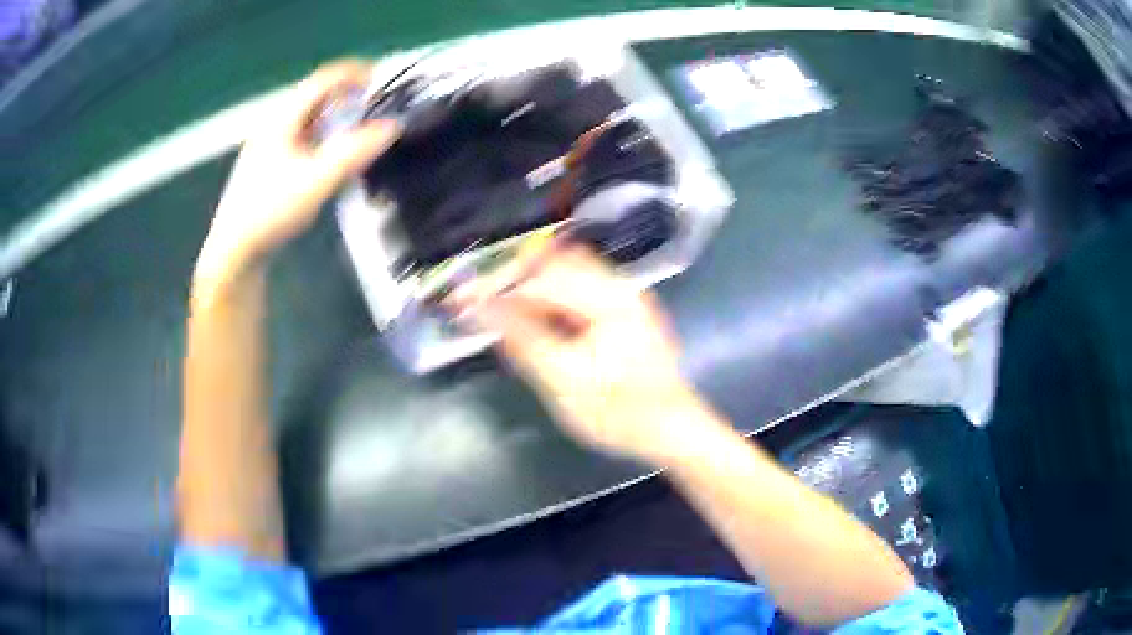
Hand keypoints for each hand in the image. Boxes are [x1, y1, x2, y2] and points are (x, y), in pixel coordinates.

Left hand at [197, 59, 398, 279]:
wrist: (234, 251)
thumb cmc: (271, 212)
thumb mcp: (317, 180)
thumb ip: (356, 151)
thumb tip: (391, 127)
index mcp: (282, 119)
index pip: (323, 80)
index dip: (353, 73)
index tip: (381, 79)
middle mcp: (273, 125)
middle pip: (315, 97)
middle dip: (347, 96)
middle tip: (374, 105)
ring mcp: (268, 146)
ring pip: (308, 119)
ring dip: (335, 118)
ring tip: (359, 129)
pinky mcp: (267, 167)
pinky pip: (301, 138)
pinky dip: (323, 137)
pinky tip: (331, 156)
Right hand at [451, 245, 713, 463]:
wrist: (674, 431)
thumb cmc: (621, 413)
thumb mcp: (565, 381)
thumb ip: (523, 339)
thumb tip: (482, 308)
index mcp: (608, 298)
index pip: (540, 279)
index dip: (497, 288)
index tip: (461, 298)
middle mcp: (619, 286)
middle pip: (554, 263)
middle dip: (511, 278)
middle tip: (476, 299)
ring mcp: (625, 297)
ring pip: (566, 272)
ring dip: (529, 284)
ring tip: (497, 306)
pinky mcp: (623, 312)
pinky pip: (578, 289)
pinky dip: (549, 296)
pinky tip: (532, 316)